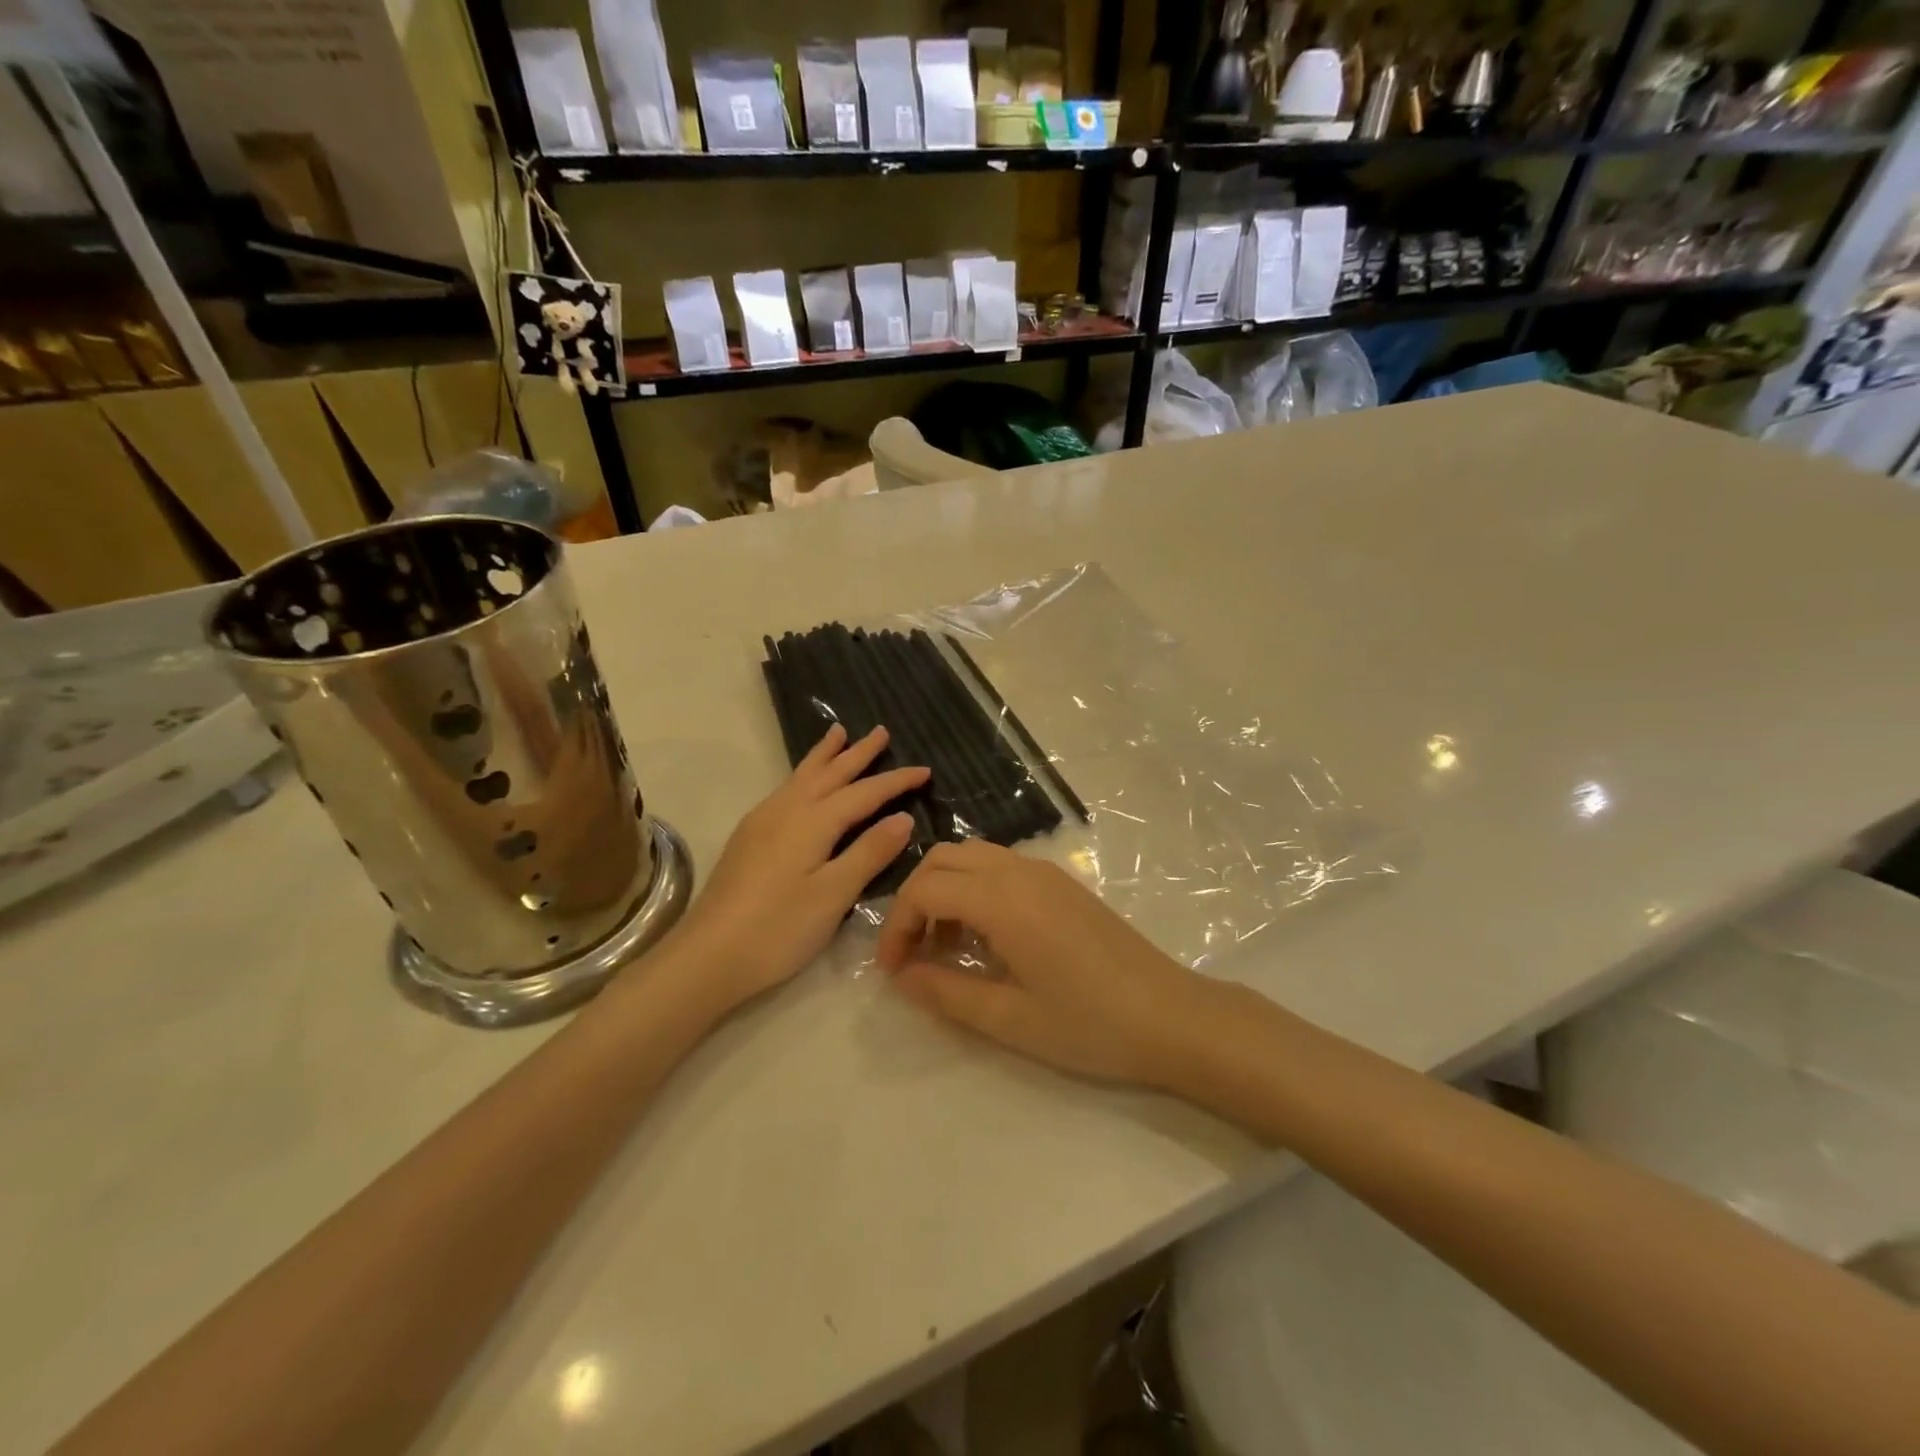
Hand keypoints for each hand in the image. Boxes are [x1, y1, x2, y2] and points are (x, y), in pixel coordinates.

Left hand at [668, 723, 927, 1016]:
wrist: (707, 956)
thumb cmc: (778, 929)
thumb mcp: (833, 895)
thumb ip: (869, 853)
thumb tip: (902, 818)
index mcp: (812, 822)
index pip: (863, 793)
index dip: (895, 781)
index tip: (925, 770)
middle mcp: (786, 811)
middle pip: (829, 774)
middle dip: (857, 753)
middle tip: (880, 731)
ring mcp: (762, 822)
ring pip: (801, 777)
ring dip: (824, 755)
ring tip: (838, 733)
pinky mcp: (748, 838)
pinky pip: (786, 790)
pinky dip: (804, 775)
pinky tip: (802, 784)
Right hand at [876, 840, 1210, 1086]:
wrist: (1172, 1016)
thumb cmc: (1090, 1024)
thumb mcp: (1009, 1018)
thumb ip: (946, 992)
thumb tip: (901, 975)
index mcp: (1003, 899)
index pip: (925, 888)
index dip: (897, 926)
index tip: (894, 970)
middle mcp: (1020, 871)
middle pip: (944, 857)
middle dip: (916, 898)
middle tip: (913, 953)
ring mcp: (1045, 873)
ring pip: (973, 857)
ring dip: (946, 890)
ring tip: (946, 947)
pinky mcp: (1062, 883)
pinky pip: (1001, 867)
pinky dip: (976, 888)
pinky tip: (986, 938)